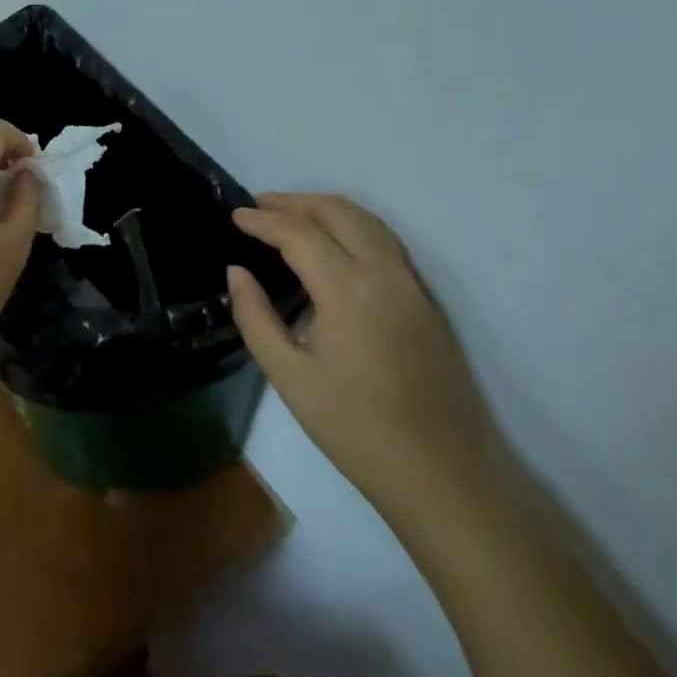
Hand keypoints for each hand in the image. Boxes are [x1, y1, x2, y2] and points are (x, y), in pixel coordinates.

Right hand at [228, 194, 500, 510]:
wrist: (442, 474)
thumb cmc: (355, 428)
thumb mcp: (289, 376)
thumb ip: (255, 317)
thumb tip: (236, 272)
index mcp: (348, 289)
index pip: (299, 234)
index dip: (263, 220)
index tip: (234, 216)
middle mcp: (384, 273)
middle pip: (338, 212)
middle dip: (295, 201)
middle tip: (258, 206)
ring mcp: (412, 285)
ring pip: (369, 221)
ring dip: (327, 209)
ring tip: (291, 216)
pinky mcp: (427, 302)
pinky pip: (387, 242)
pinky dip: (353, 227)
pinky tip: (334, 245)